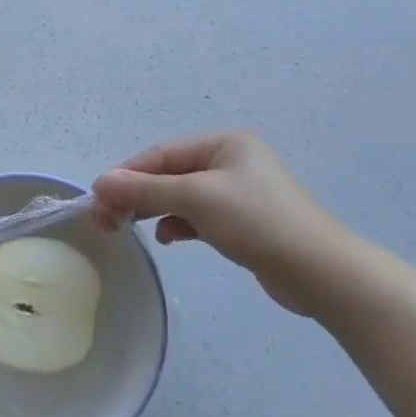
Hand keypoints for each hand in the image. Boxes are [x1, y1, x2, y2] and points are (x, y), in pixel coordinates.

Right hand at [90, 131, 351, 315]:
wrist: (319, 273)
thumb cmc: (257, 223)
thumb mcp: (196, 199)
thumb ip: (145, 189)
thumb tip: (99, 182)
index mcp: (224, 143)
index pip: (161, 154)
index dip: (125, 174)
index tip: (96, 199)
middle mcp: (230, 161)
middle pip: (168, 174)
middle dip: (135, 194)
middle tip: (105, 219)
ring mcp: (237, 192)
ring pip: (180, 196)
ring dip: (153, 209)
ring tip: (127, 228)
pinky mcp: (241, 221)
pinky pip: (197, 215)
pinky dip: (178, 224)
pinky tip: (168, 238)